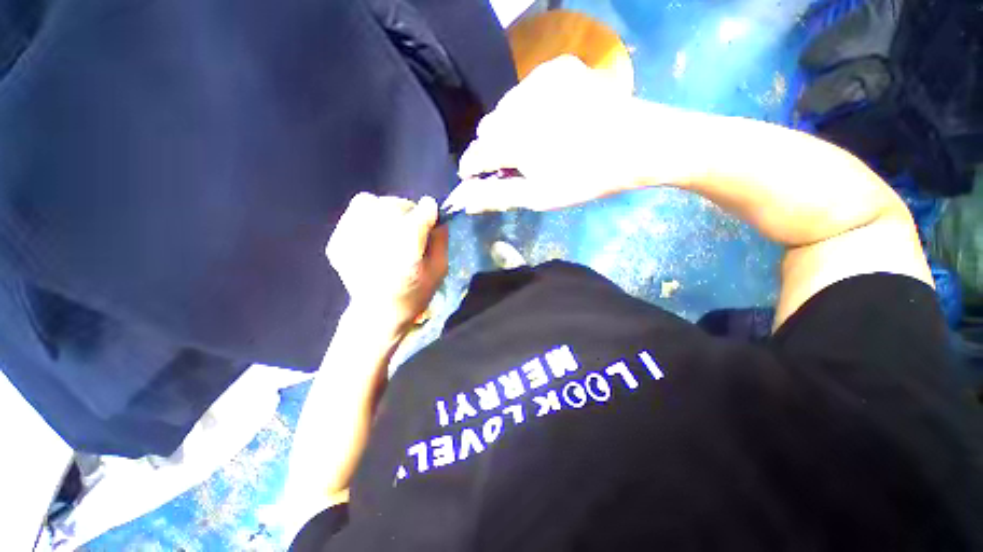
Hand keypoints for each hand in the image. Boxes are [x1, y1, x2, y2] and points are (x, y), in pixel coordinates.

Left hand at [326, 193, 448, 334]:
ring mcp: (351, 240)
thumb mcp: (439, 271)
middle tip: (411, 225)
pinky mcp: (336, 243)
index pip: (421, 212)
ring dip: (384, 210)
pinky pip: (353, 214)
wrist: (377, 315)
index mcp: (407, 249)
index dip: (429, 211)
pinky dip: (366, 217)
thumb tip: (437, 218)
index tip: (431, 215)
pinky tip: (373, 235)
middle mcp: (377, 240)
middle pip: (394, 204)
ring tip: (390, 227)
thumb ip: (441, 242)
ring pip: (368, 202)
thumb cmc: (414, 294)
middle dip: (408, 210)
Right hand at [445, 55, 684, 213]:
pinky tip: (547, 121)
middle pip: (488, 128)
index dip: (471, 167)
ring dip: (509, 127)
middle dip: (492, 148)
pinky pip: (528, 89)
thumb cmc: (585, 178)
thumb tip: (464, 201)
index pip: (475, 153)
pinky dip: (528, 107)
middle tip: (512, 164)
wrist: (638, 144)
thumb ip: (497, 196)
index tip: (472, 177)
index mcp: (514, 140)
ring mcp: (541, 80)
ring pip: (505, 107)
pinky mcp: (559, 68)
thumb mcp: (539, 196)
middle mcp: (520, 104)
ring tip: (530, 143)